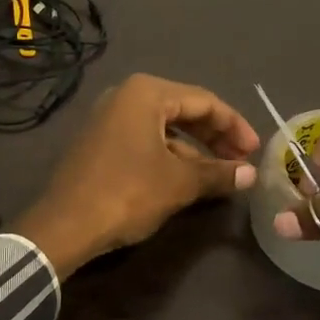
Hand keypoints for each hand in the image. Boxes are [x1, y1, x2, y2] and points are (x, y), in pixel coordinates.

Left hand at [13, 74, 259, 277]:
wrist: (64, 226)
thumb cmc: (127, 193)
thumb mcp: (179, 183)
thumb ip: (217, 173)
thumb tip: (250, 175)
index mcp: (146, 93)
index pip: (204, 101)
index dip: (234, 126)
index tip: (255, 151)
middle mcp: (126, 96)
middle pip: (184, 110)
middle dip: (215, 137)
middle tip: (241, 161)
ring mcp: (109, 118)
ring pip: (165, 127)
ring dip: (194, 149)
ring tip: (220, 174)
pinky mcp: (100, 142)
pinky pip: (145, 139)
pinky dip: (170, 155)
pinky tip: (187, 179)